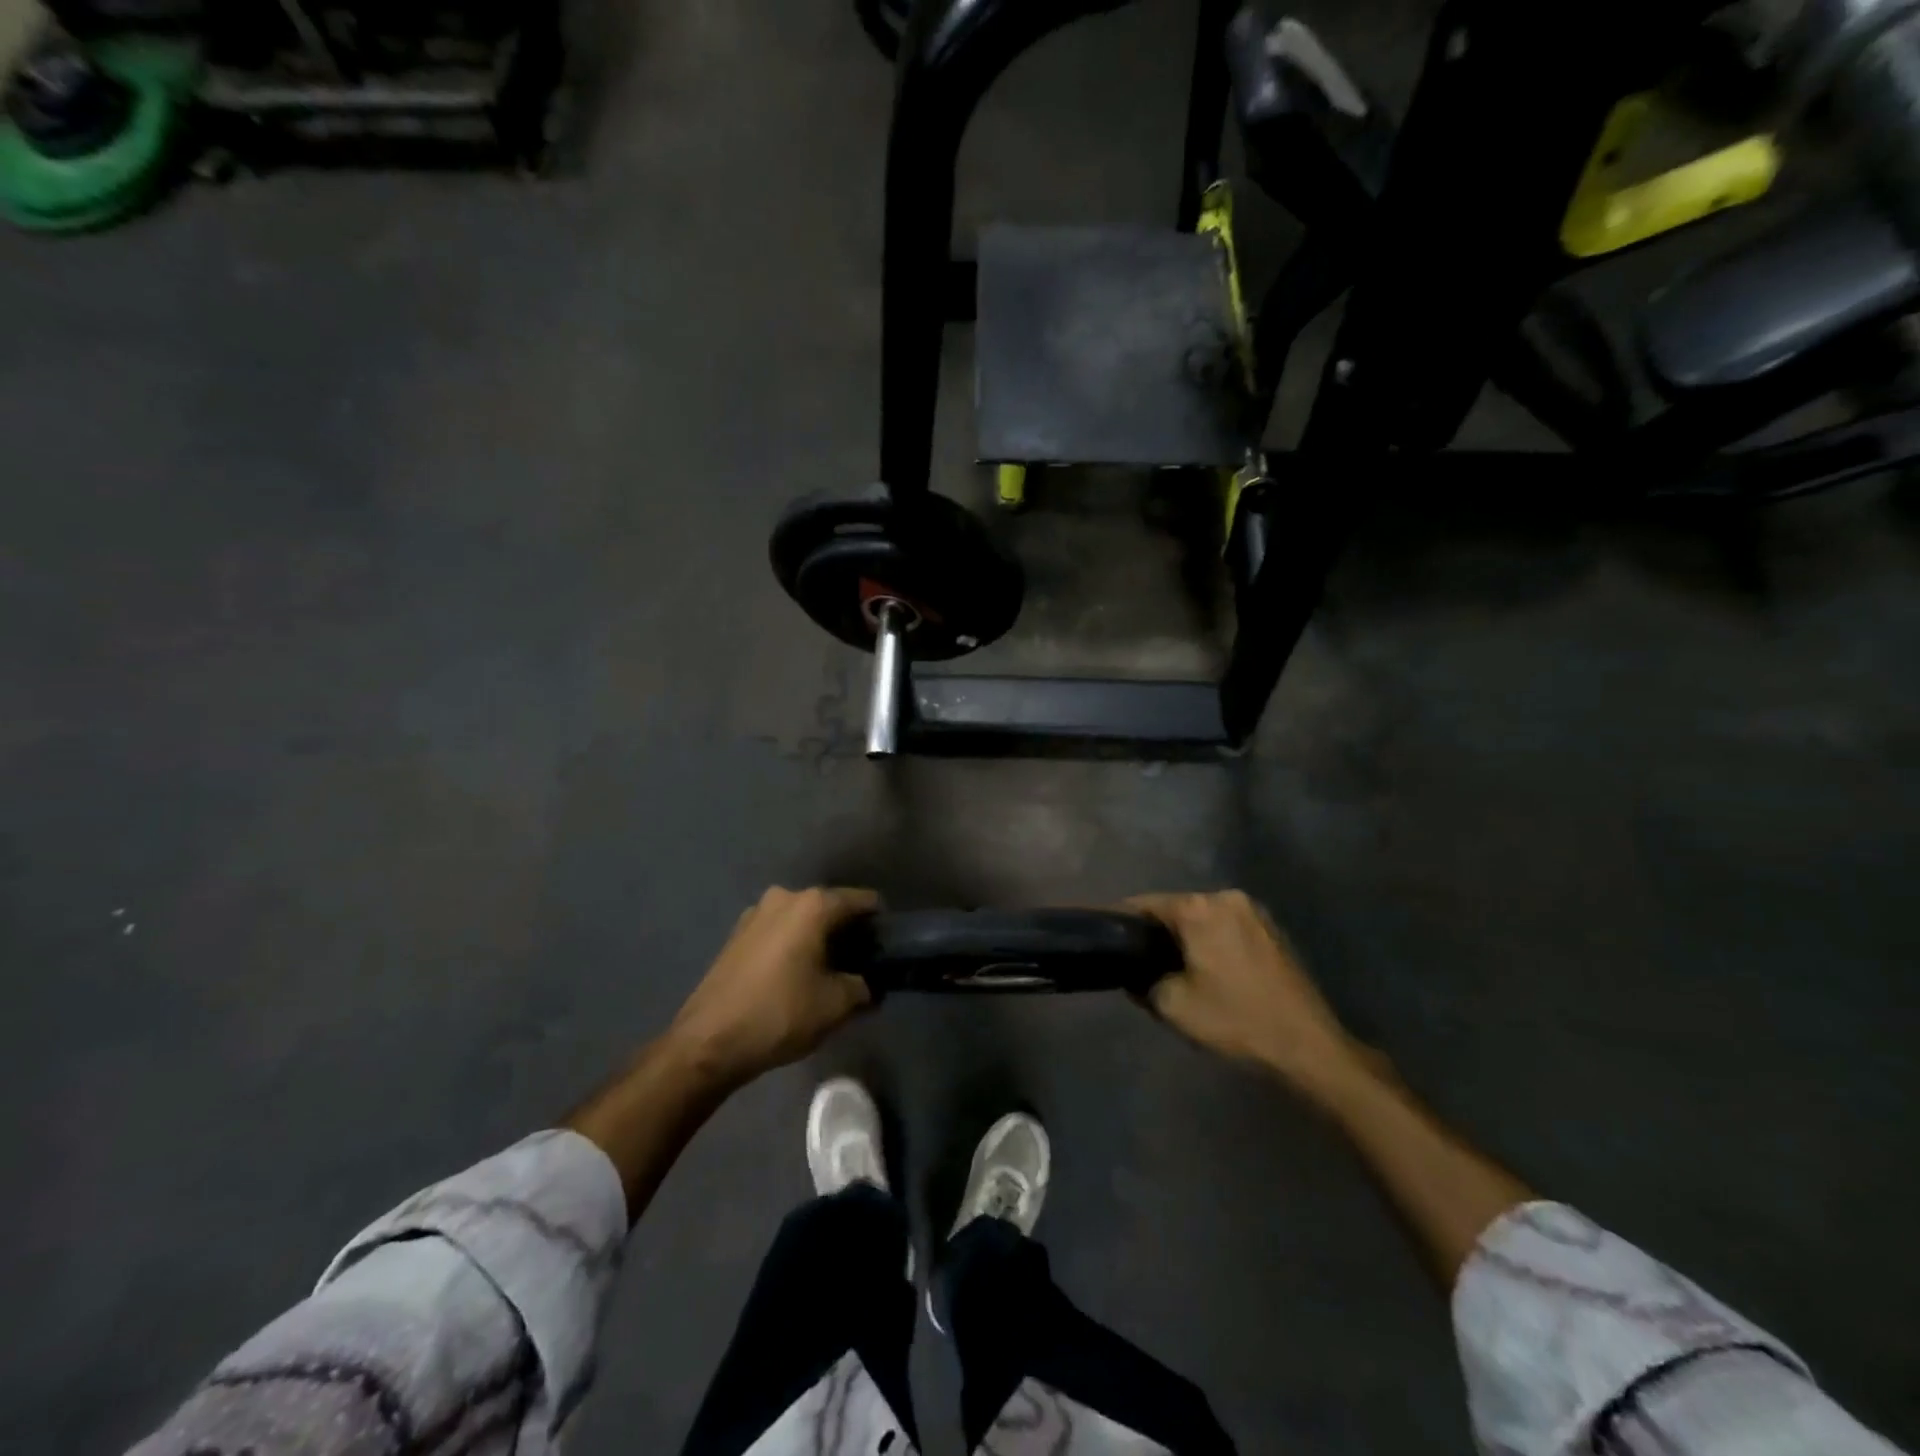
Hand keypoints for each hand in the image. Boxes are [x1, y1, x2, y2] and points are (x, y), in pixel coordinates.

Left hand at [668, 886, 879, 1089]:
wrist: (708, 1042)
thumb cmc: (780, 1014)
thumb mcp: (836, 1005)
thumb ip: (863, 988)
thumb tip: (869, 985)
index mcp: (812, 905)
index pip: (862, 901)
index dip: (879, 923)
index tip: (888, 947)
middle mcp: (784, 897)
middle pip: (830, 907)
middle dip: (847, 932)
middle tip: (861, 965)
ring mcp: (756, 914)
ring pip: (802, 920)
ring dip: (818, 939)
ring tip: (828, 973)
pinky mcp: (737, 935)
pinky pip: (778, 932)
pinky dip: (793, 946)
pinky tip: (796, 977)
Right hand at [1128, 891, 1364, 1102]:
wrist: (1307, 1046)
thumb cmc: (1235, 1020)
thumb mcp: (1173, 1006)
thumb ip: (1142, 982)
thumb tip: (1133, 974)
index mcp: (1199, 908)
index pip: (1145, 903)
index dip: (1122, 922)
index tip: (1109, 941)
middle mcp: (1226, 897)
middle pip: (1176, 908)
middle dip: (1157, 932)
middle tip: (1141, 963)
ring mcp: (1254, 912)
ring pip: (1203, 918)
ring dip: (1187, 938)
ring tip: (1174, 969)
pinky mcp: (1272, 930)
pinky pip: (1227, 928)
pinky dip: (1212, 942)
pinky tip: (1209, 971)